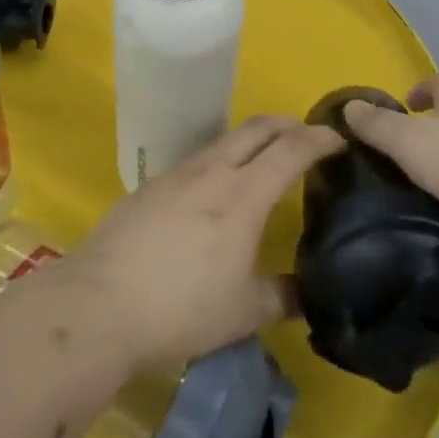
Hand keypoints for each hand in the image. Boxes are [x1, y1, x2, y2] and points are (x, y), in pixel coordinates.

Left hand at [64, 116, 343, 369]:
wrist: (100, 305)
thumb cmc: (181, 309)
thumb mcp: (244, 312)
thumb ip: (282, 297)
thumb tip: (308, 294)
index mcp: (243, 196)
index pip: (289, 150)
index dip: (319, 139)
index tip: (339, 138)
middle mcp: (211, 172)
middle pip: (255, 129)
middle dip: (286, 124)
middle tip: (306, 136)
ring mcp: (175, 175)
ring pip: (222, 140)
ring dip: (251, 139)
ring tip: (263, 158)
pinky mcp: (149, 186)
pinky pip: (196, 159)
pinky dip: (220, 159)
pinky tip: (215, 188)